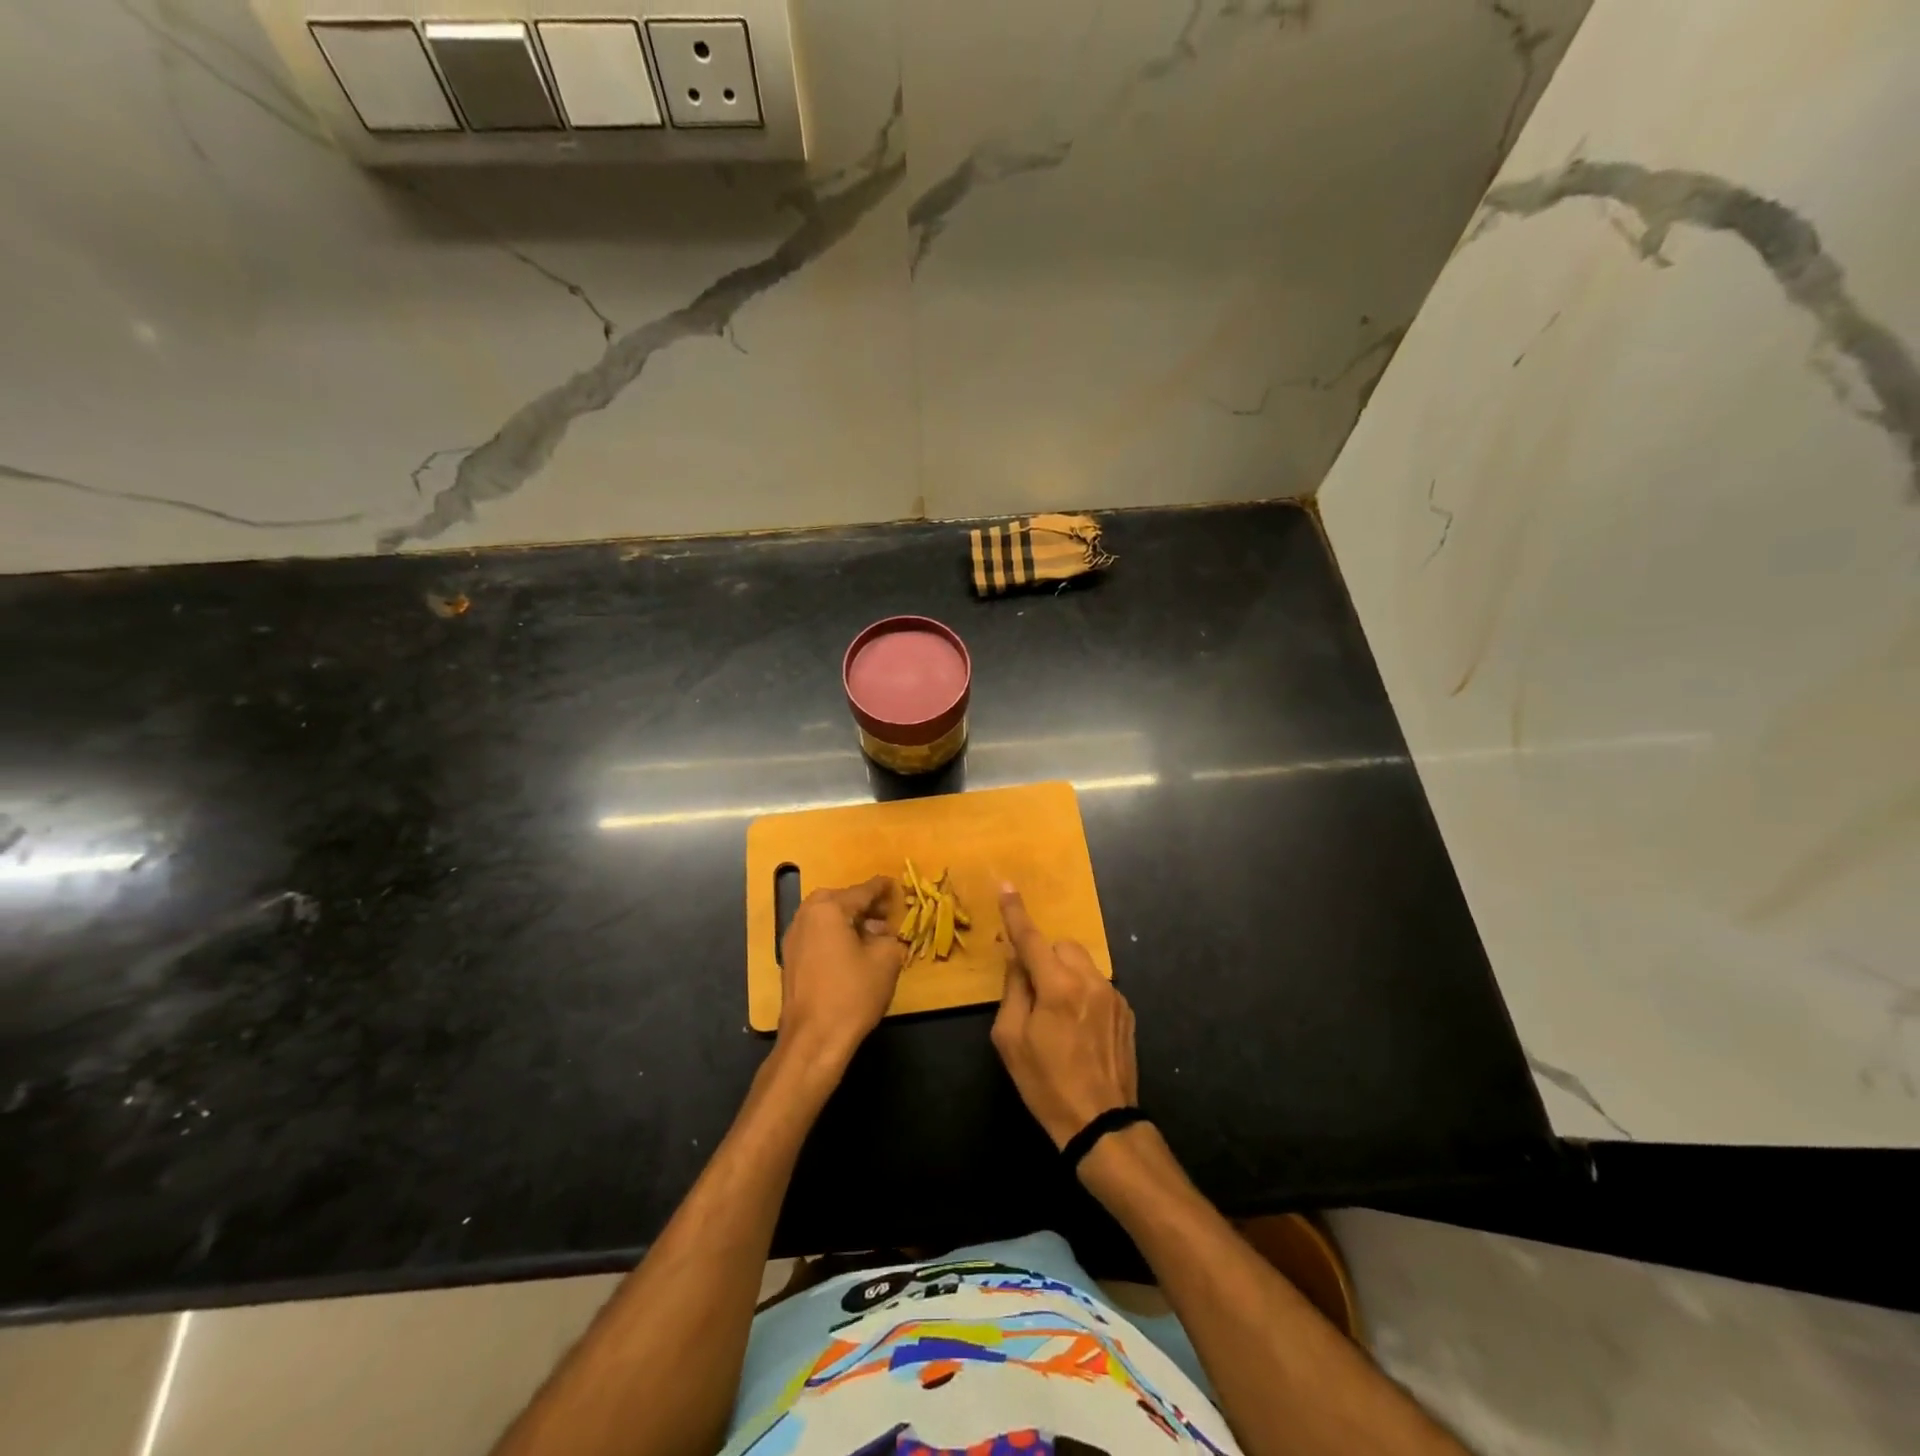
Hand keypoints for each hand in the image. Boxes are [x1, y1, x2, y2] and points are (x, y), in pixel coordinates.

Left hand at [777, 876, 907, 1067]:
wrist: (814, 1039)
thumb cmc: (852, 994)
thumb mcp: (886, 960)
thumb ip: (889, 937)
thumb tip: (882, 933)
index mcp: (828, 908)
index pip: (862, 891)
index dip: (882, 889)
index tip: (895, 885)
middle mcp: (805, 916)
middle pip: (840, 901)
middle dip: (864, 905)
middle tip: (886, 914)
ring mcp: (793, 938)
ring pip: (826, 918)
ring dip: (849, 921)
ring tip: (873, 935)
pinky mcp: (791, 960)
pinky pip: (817, 935)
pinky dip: (835, 935)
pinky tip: (852, 952)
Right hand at [990, 885, 1137, 1148]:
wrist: (1101, 1124)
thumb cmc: (1046, 1084)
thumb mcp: (1011, 1040)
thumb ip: (1013, 990)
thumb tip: (1017, 959)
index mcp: (1058, 987)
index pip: (1031, 939)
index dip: (1016, 913)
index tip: (1006, 886)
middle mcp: (1090, 981)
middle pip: (1061, 947)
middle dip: (1044, 958)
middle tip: (1032, 993)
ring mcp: (1114, 995)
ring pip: (1081, 964)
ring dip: (1064, 975)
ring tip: (1058, 1016)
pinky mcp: (1126, 1011)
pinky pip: (1097, 984)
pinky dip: (1082, 992)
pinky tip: (1079, 1029)